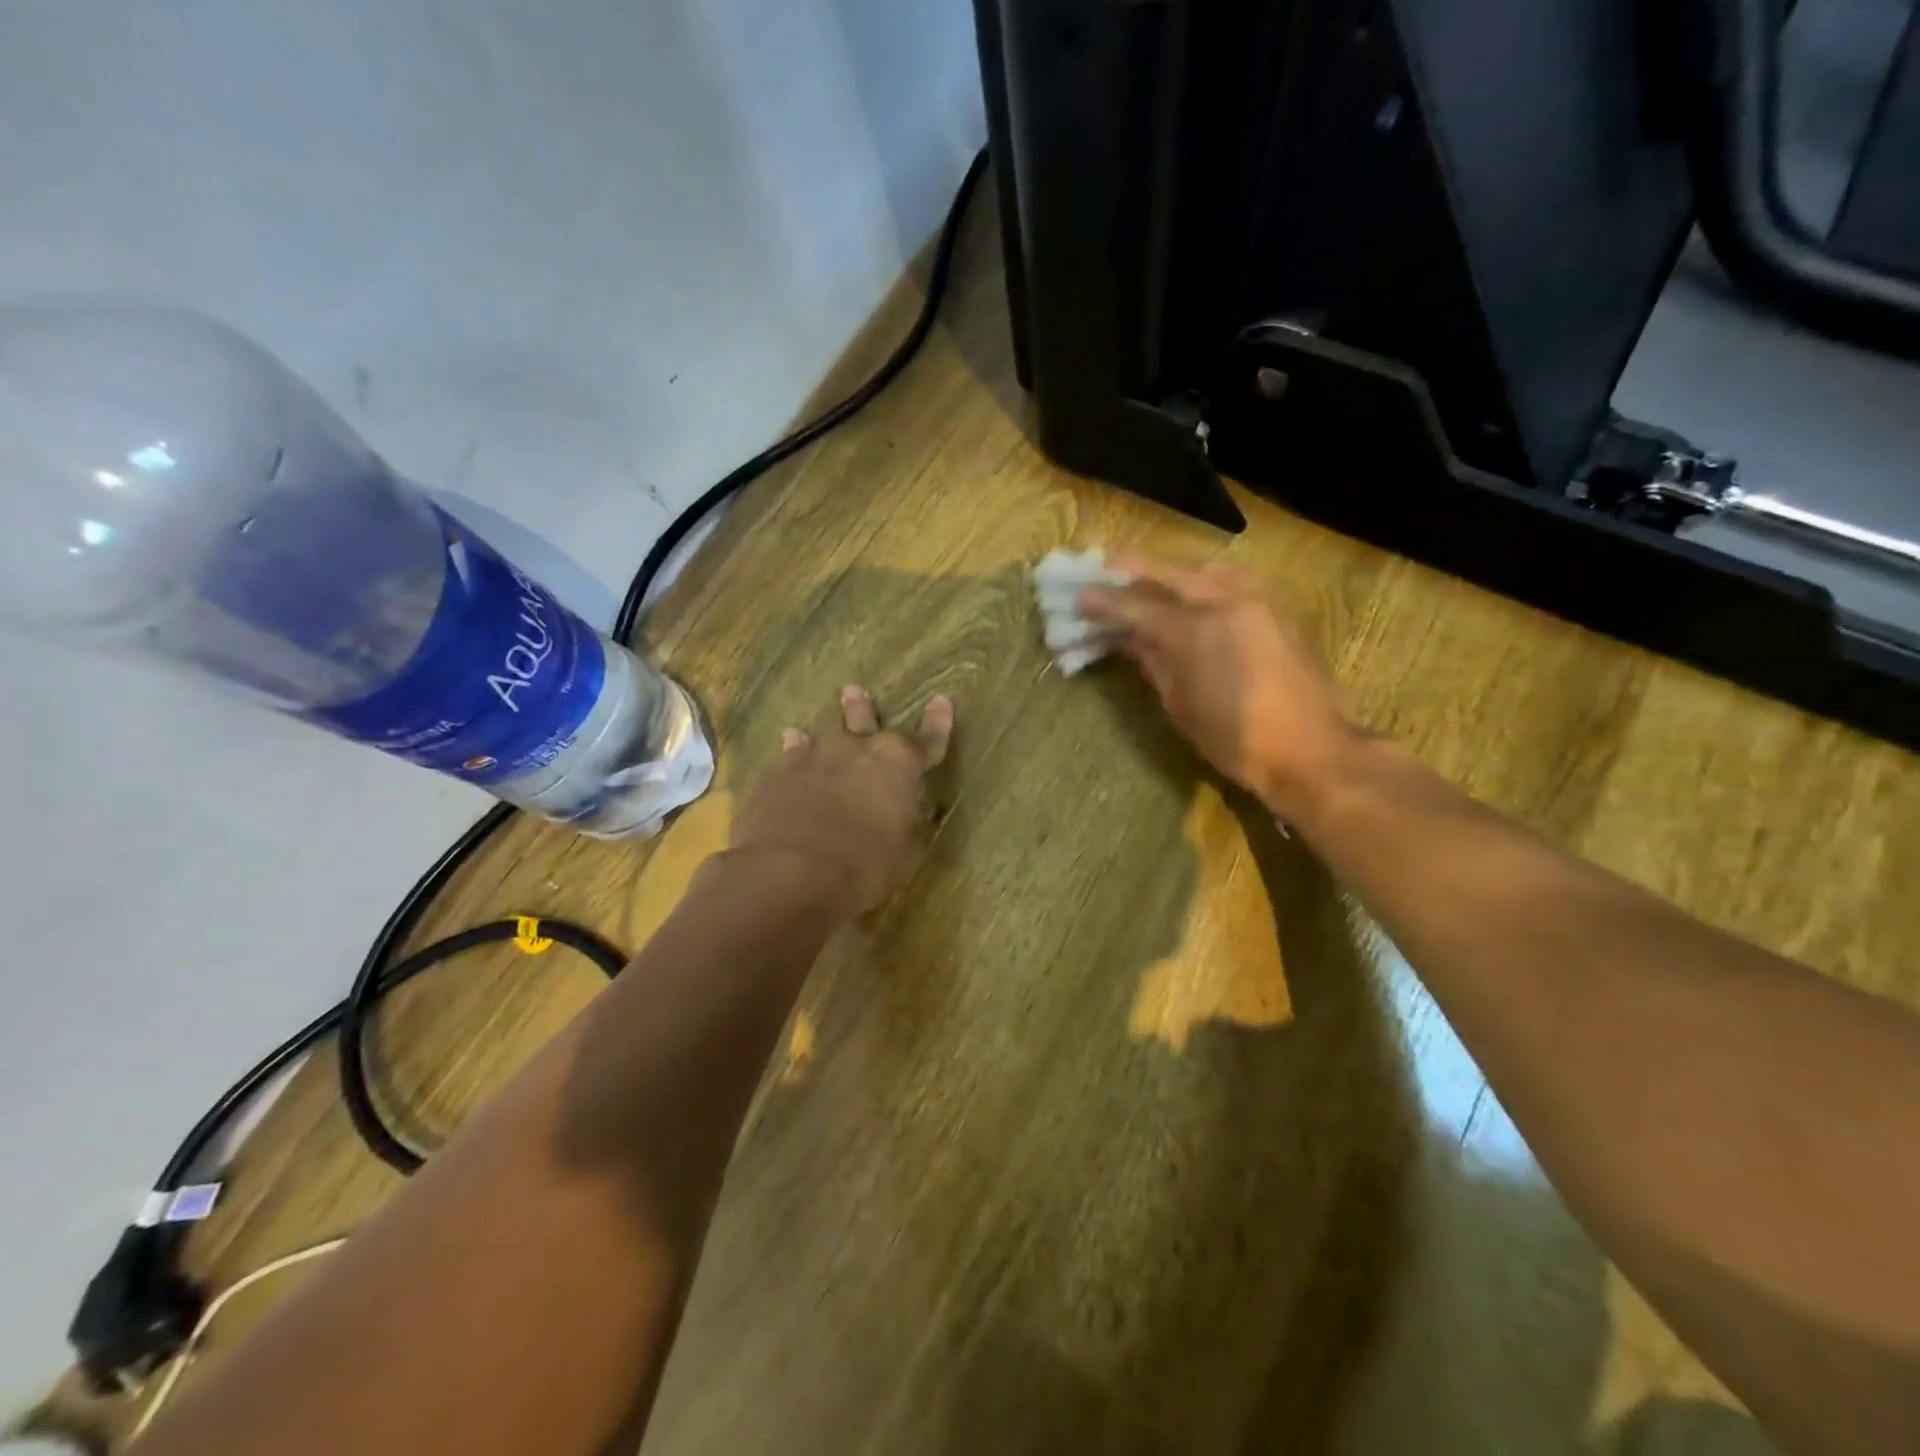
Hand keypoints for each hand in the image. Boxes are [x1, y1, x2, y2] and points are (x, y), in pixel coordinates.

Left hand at [728, 685, 954, 915]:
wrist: (791, 871)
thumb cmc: (865, 865)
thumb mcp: (906, 853)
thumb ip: (911, 825)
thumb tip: (919, 813)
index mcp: (898, 764)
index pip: (928, 740)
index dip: (938, 723)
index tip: (942, 701)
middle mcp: (856, 750)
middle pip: (863, 721)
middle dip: (862, 709)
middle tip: (854, 691)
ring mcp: (811, 758)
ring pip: (817, 738)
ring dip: (814, 736)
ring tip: (799, 731)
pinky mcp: (775, 775)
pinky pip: (784, 761)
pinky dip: (788, 760)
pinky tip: (781, 762)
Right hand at [1080, 556, 1356, 819]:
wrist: (1311, 749)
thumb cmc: (1234, 739)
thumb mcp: (1179, 704)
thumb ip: (1151, 661)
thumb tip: (1125, 639)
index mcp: (1195, 629)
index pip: (1136, 605)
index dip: (1103, 600)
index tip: (1076, 596)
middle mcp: (1225, 600)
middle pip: (1168, 572)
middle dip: (1130, 569)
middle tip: (1101, 569)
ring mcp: (1255, 599)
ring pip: (1201, 570)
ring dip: (1168, 572)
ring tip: (1143, 581)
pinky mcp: (1275, 608)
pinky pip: (1228, 581)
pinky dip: (1199, 581)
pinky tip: (1186, 593)